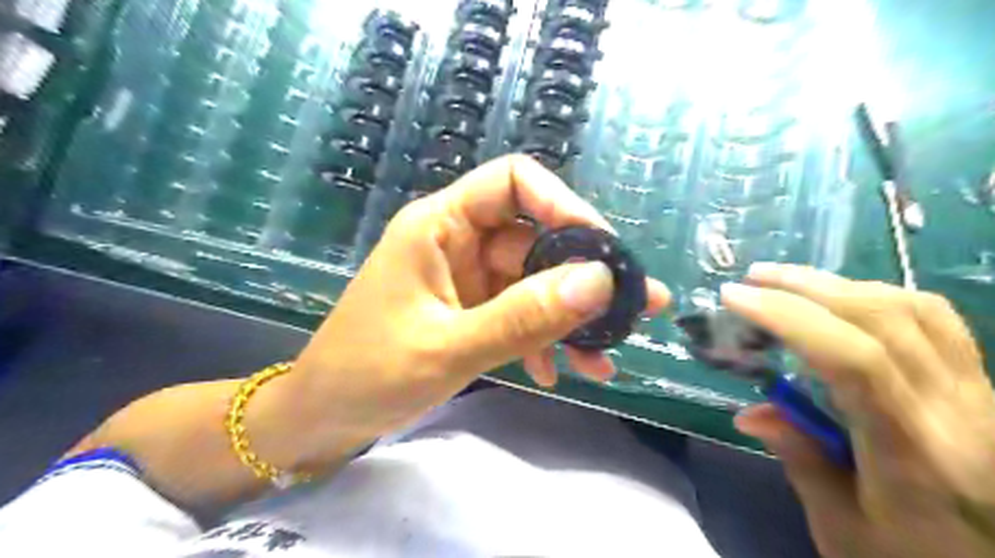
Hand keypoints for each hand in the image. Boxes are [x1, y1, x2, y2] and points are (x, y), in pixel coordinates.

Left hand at [281, 156, 667, 460]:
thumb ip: (524, 316)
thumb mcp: (450, 347)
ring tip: (607, 357)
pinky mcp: (470, 310)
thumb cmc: (369, 374)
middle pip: (535, 238)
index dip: (563, 205)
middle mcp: (458, 241)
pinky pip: (519, 312)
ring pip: (533, 281)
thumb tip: (600, 283)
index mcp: (440, 225)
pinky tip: (559, 373)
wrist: (324, 417)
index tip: (604, 251)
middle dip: (583, 276)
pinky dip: (542, 339)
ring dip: (570, 318)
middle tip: (635, 309)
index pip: (514, 182)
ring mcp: (466, 278)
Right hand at [724, 264, 994, 556]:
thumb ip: (800, 460)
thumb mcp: (844, 528)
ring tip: (790, 282)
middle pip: (881, 318)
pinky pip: (936, 320)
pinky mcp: (981, 386)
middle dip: (805, 286)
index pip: (852, 359)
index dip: (788, 316)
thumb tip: (750, 413)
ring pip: (911, 309)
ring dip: (839, 284)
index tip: (735, 297)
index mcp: (913, 452)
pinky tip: (846, 299)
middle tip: (751, 279)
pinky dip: (881, 296)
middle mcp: (955, 410)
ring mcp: (977, 392)